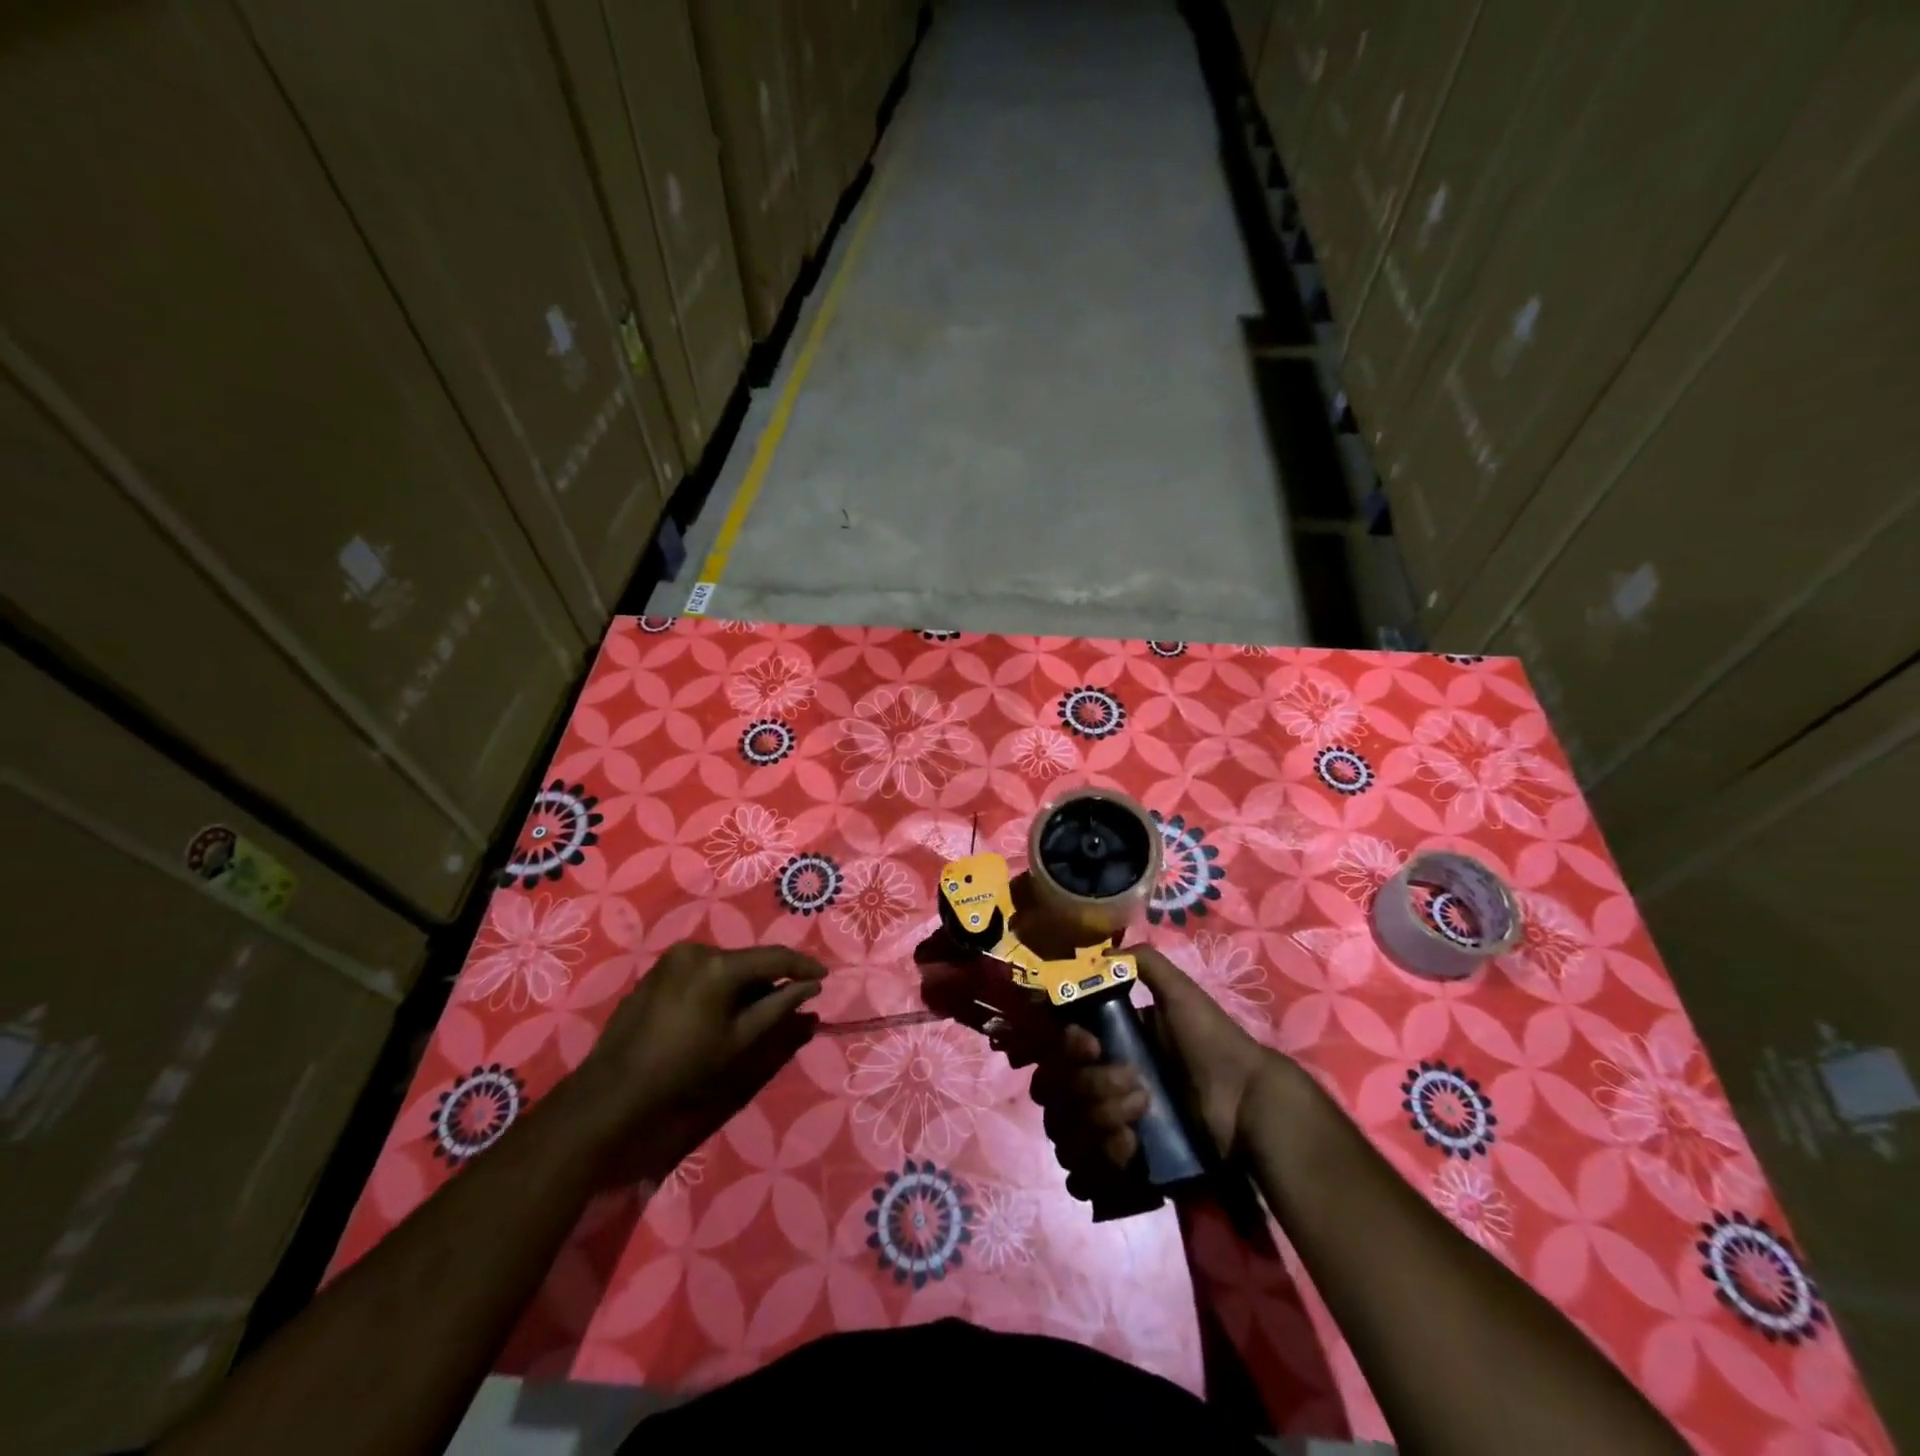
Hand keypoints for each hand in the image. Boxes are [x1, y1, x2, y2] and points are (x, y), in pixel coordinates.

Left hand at [567, 943, 825, 1185]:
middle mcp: (697, 949)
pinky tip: (721, 1009)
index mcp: (718, 965)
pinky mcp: (659, 968)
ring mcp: (674, 957)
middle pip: (748, 960)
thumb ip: (778, 1008)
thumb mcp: (739, 1041)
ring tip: (754, 1011)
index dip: (802, 966)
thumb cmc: (684, 1067)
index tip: (824, 977)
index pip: (773, 957)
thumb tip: (810, 989)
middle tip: (789, 1001)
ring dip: (744, 982)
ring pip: (725, 964)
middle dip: (770, 979)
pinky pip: (702, 968)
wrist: (616, 1087)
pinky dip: (719, 983)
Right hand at [1032, 945, 1284, 1196]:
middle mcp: (1096, 1084)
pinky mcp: (1120, 1167)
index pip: (1057, 1049)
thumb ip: (1145, 964)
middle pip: (1054, 1092)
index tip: (1094, 1046)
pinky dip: (1099, 1162)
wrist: (1247, 1104)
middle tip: (1138, 1091)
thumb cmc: (1211, 1043)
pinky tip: (1132, 1152)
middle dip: (1091, 1090)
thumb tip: (1101, 954)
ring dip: (1098, 1124)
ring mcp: (1105, 1127)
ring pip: (1064, 1133)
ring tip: (1138, 1126)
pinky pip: (1080, 1173)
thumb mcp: (1181, 994)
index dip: (1068, 1048)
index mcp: (1105, 1045)